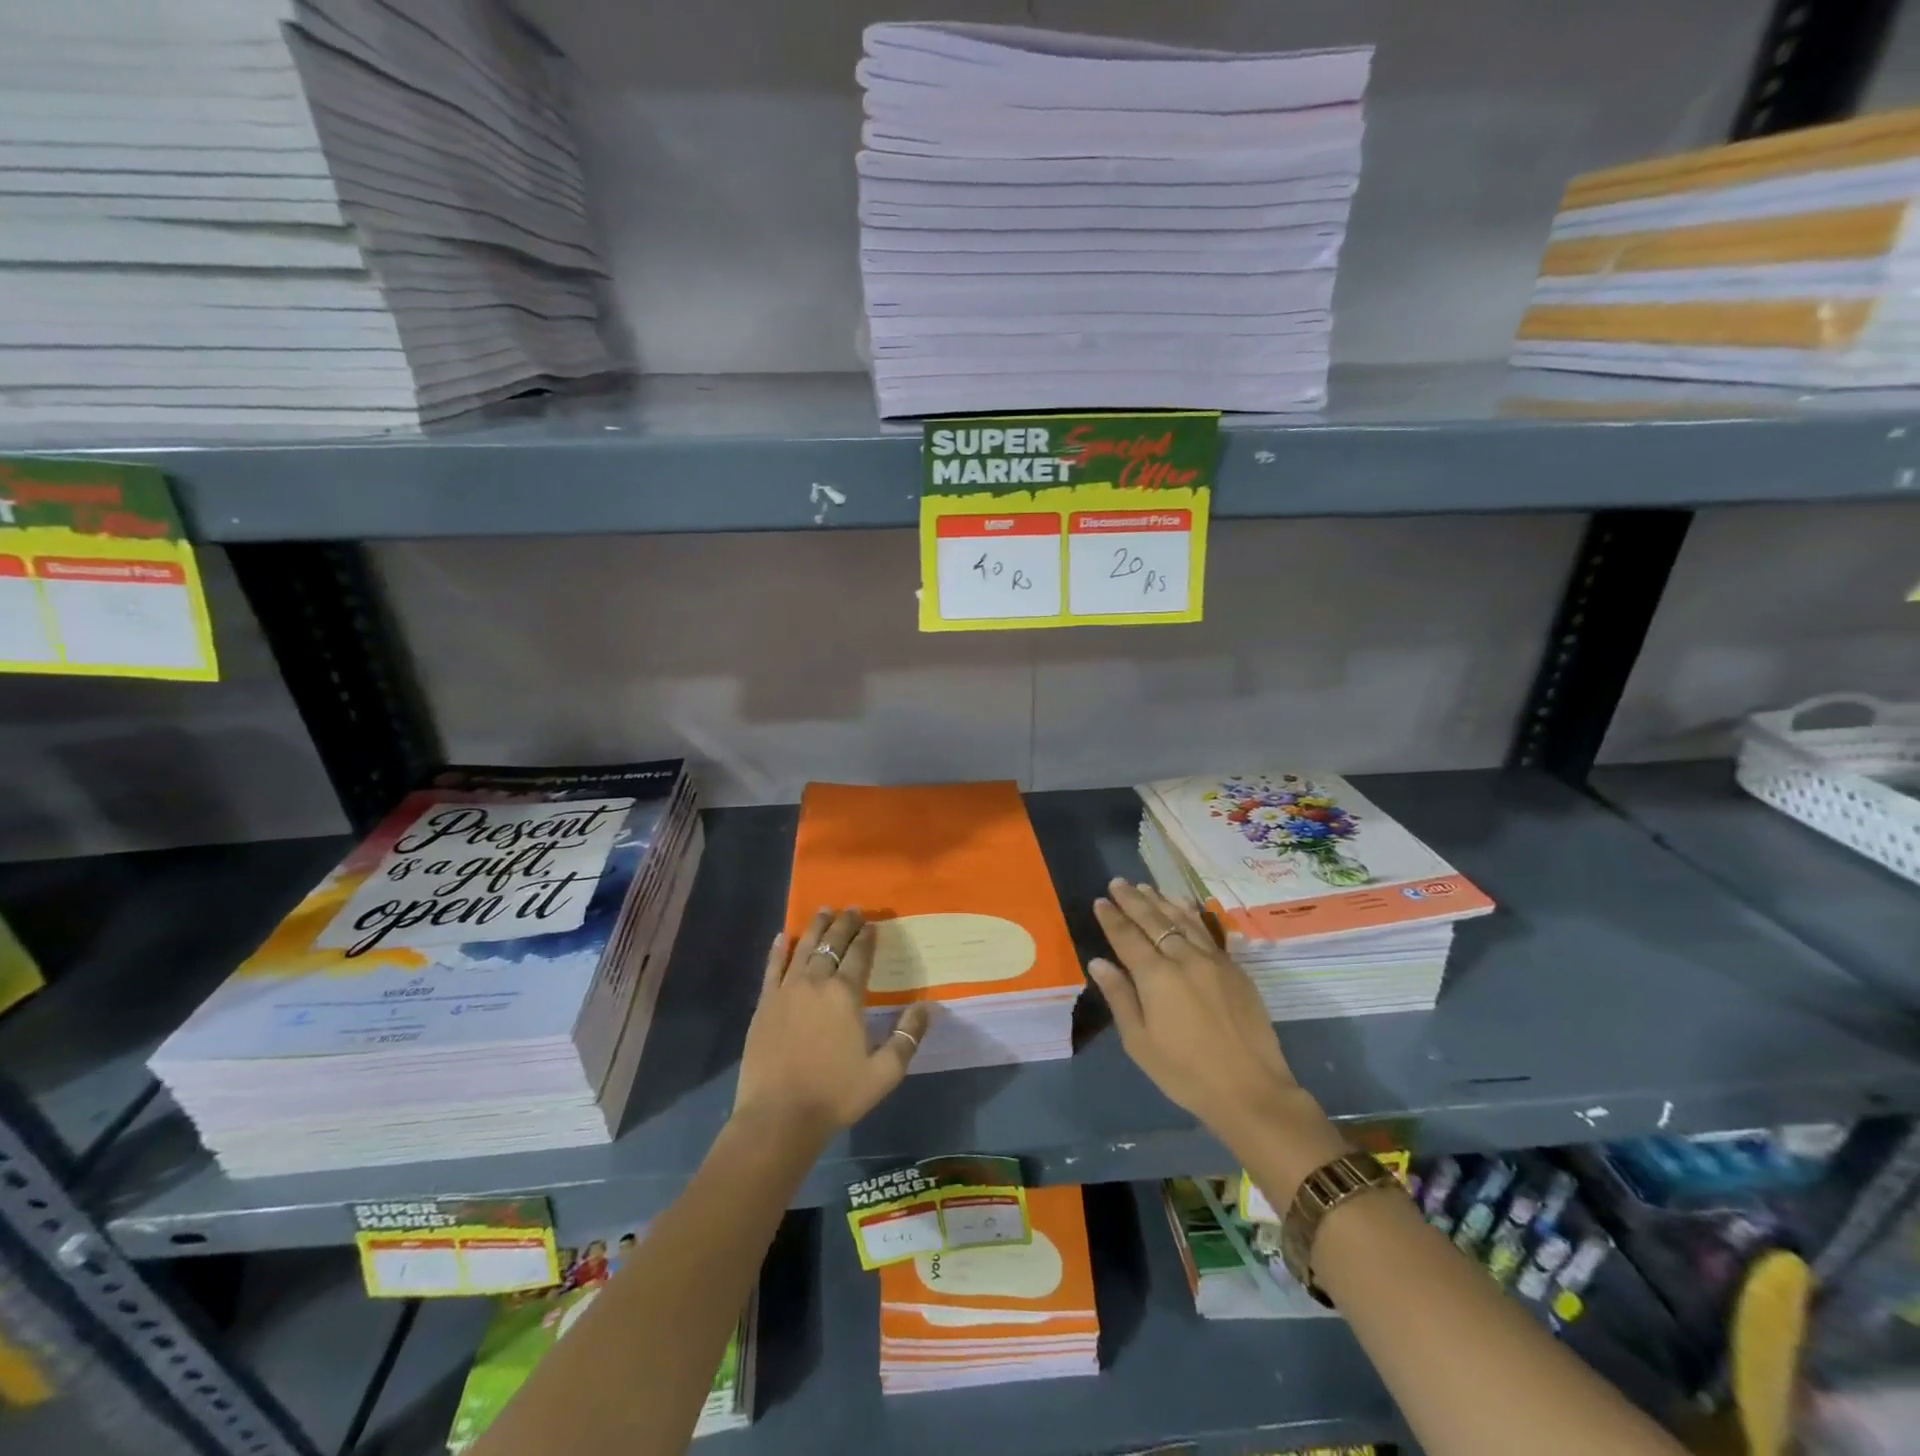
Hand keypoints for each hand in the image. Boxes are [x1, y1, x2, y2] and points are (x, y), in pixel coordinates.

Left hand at [733, 908, 931, 1144]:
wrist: (778, 1117)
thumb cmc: (835, 1094)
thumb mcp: (884, 1073)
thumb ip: (907, 1037)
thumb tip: (928, 1008)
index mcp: (845, 995)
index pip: (859, 955)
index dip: (866, 937)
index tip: (872, 923)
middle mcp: (816, 983)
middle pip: (831, 944)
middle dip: (843, 924)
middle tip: (851, 908)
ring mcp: (786, 991)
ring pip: (803, 948)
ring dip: (815, 928)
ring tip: (824, 910)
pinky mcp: (764, 1005)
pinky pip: (772, 968)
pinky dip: (779, 950)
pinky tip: (782, 937)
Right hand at [1089, 879, 1343, 1168]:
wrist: (1251, 1090)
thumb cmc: (1185, 1073)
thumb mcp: (1140, 1043)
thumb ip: (1119, 997)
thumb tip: (1098, 963)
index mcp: (1156, 976)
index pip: (1127, 937)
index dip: (1112, 918)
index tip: (1100, 901)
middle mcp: (1184, 958)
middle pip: (1154, 920)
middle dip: (1133, 900)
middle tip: (1117, 883)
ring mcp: (1213, 960)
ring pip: (1182, 920)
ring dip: (1160, 901)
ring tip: (1145, 887)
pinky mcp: (1235, 968)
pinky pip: (1206, 930)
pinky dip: (1189, 914)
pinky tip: (1183, 906)